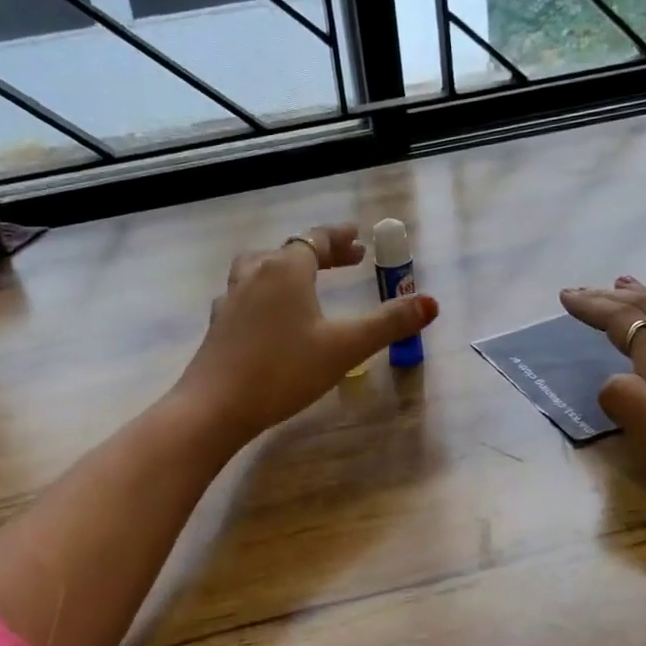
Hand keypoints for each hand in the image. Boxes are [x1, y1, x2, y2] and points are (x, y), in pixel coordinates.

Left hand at [177, 224, 438, 442]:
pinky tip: (270, 315)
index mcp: (286, 269)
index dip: (340, 238)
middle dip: (320, 252)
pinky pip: (245, 292)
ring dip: (285, 266)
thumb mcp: (345, 348)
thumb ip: (388, 323)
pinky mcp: (219, 324)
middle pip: (289, 250)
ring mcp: (231, 298)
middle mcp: (256, 274)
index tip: (360, 239)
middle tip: (347, 259)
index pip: (316, 240)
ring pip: (260, 266)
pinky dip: (265, 291)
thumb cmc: (284, 370)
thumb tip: (430, 303)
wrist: (215, 406)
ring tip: (302, 279)